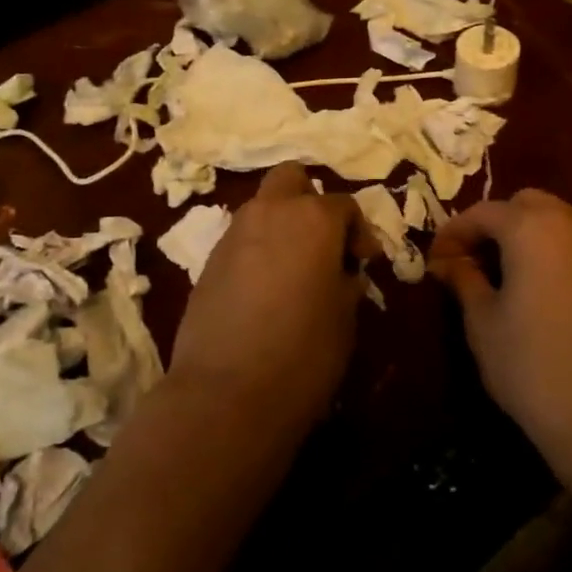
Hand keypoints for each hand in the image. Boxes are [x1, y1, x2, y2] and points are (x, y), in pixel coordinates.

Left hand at [169, 163, 369, 430]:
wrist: (226, 393)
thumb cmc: (304, 353)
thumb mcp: (345, 316)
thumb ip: (346, 281)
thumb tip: (341, 271)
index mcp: (313, 218)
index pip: (345, 205)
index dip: (359, 233)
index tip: (363, 265)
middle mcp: (270, 212)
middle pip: (291, 178)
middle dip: (310, 201)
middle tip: (323, 243)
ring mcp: (232, 234)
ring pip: (262, 208)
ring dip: (281, 226)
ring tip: (294, 271)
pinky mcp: (207, 262)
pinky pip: (241, 240)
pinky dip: (257, 250)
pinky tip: (264, 291)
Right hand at [429, 190, 571, 467]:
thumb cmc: (531, 364)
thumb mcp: (482, 320)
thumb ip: (463, 278)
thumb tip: (446, 262)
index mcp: (532, 226)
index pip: (481, 213)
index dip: (452, 234)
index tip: (433, 261)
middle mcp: (571, 220)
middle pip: (522, 205)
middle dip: (490, 226)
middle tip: (466, 260)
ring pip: (552, 218)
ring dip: (521, 233)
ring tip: (495, 271)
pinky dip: (547, 247)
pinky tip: (529, 281)